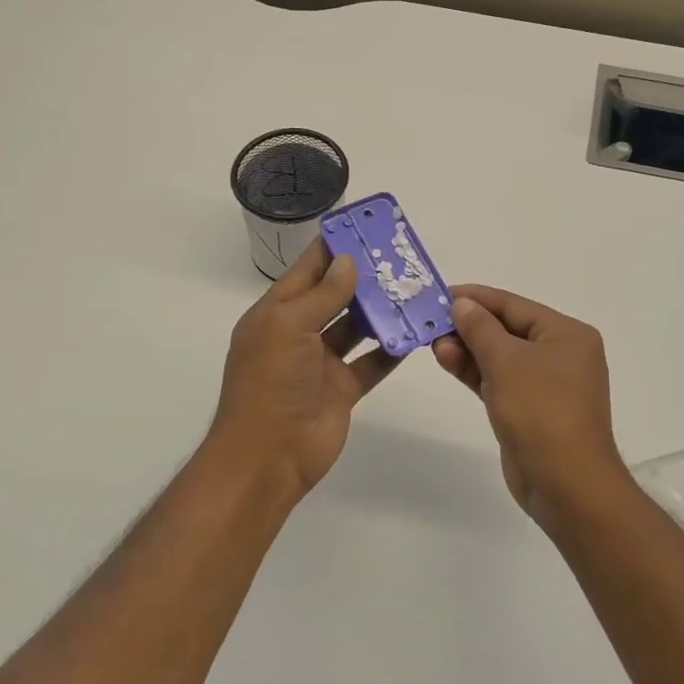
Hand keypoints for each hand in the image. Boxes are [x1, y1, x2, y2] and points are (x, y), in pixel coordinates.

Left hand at [204, 239, 395, 498]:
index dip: (333, 247)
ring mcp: (320, 363)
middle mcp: (298, 333)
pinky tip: (415, 332)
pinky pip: (370, 362)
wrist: (268, 458)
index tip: (364, 226)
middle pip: (334, 295)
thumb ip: (322, 294)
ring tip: (413, 288)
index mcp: (276, 313)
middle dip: (363, 276)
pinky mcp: (342, 389)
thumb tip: (348, 261)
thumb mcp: (289, 327)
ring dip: (380, 311)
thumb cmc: (270, 383)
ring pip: (355, 327)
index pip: (307, 269)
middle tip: (400, 256)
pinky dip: (390, 349)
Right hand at [434, 285, 631, 532]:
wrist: (566, 484)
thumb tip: (461, 304)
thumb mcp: (506, 361)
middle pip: (507, 329)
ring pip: (500, 356)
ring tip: (432, 344)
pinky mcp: (529, 409)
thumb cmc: (541, 411)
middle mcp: (560, 354)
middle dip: (469, 326)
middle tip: (430, 322)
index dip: (476, 298)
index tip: (440, 294)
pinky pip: (499, 380)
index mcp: (567, 334)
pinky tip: (447, 361)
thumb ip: (480, 328)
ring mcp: (546, 384)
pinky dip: (475, 371)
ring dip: (467, 349)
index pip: (514, 305)